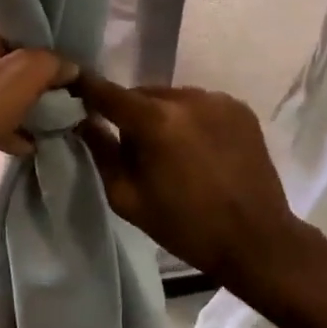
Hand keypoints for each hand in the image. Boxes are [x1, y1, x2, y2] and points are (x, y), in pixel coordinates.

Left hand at [0, 6, 75, 173]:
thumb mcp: (23, 79)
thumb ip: (52, 64)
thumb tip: (68, 65)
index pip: (24, 14)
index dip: (50, 37)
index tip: (68, 60)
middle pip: (10, 48)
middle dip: (35, 73)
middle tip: (57, 93)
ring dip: (18, 98)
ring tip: (42, 121)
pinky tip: (19, 141)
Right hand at [76, 73, 306, 289]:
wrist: (255, 239)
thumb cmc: (184, 226)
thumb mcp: (127, 198)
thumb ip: (102, 153)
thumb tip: (83, 121)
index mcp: (155, 122)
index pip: (108, 92)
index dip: (86, 89)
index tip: (72, 89)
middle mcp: (187, 99)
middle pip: (142, 94)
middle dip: (131, 114)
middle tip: (133, 147)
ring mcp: (218, 101)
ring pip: (172, 98)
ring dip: (162, 116)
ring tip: (171, 152)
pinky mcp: (240, 109)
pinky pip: (200, 105)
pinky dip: (191, 120)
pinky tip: (199, 150)